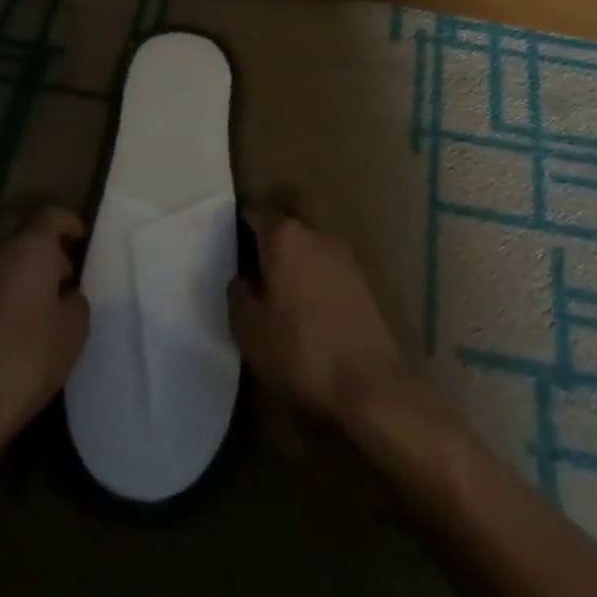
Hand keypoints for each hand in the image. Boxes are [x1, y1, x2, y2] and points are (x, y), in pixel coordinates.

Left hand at [0, 207, 89, 449]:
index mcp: (29, 246)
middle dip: (39, 232)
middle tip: (59, 256)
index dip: (69, 221)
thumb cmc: (28, 358)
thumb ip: (75, 300)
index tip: (81, 236)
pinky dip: (2, 281)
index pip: (51, 214)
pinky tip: (15, 312)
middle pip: (18, 223)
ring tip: (39, 289)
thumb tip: (65, 294)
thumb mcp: (74, 329)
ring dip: (18, 258)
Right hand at [228, 208, 411, 428]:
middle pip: (284, 229)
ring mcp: (343, 254)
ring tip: (278, 297)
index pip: (256, 214)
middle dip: (267, 246)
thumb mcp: (249, 330)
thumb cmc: (300, 351)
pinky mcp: (361, 279)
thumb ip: (238, 295)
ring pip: (307, 248)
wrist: (369, 382)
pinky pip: (326, 268)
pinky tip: (307, 310)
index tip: (228, 246)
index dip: (239, 226)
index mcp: (285, 237)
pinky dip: (313, 280)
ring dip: (292, 264)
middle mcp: (315, 234)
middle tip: (250, 276)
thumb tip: (242, 278)